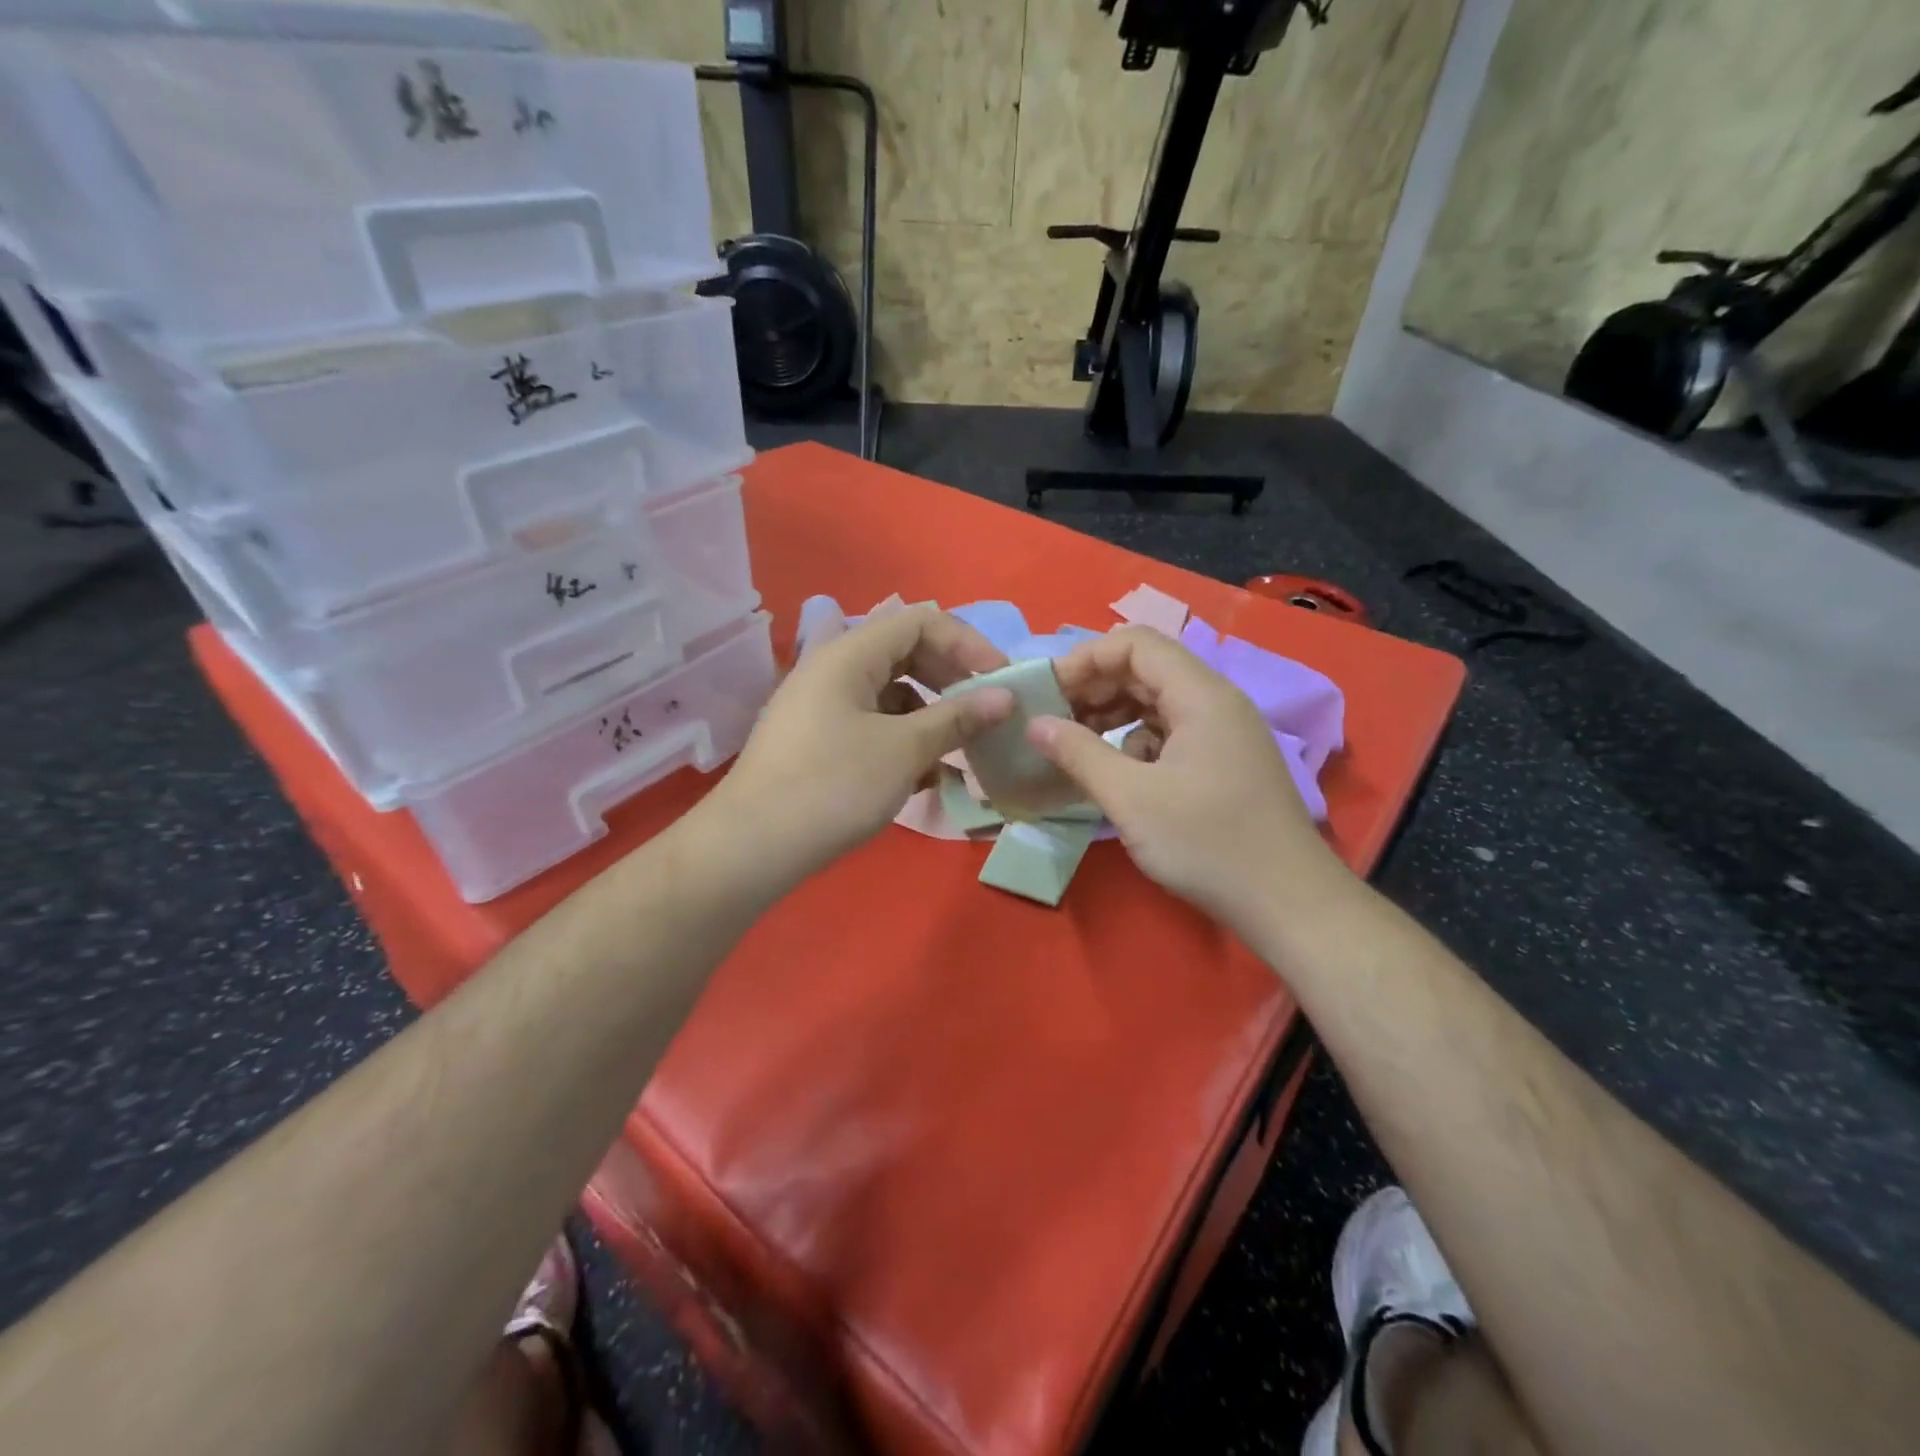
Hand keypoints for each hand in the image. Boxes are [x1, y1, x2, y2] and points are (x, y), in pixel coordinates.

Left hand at [711, 605, 1013, 882]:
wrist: (752, 847)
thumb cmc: (832, 786)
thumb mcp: (904, 749)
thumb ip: (957, 718)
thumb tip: (1005, 697)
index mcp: (849, 654)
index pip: (920, 622)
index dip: (967, 643)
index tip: (1001, 680)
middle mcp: (833, 670)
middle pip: (906, 654)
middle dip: (952, 680)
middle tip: (985, 713)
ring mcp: (823, 707)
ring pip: (892, 695)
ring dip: (931, 717)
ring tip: (961, 753)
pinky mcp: (818, 741)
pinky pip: (873, 725)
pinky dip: (904, 741)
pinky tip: (925, 777)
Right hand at [1028, 627, 1345, 926]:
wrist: (1286, 902)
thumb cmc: (1207, 843)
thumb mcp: (1131, 798)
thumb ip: (1078, 753)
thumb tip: (1034, 724)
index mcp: (1200, 695)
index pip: (1135, 644)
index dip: (1086, 658)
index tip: (1047, 691)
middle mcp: (1215, 702)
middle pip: (1145, 670)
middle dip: (1094, 688)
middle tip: (1051, 719)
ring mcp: (1222, 734)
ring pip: (1156, 703)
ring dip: (1112, 716)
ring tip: (1073, 745)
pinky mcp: (1222, 763)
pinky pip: (1170, 734)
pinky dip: (1135, 743)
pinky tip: (1117, 775)